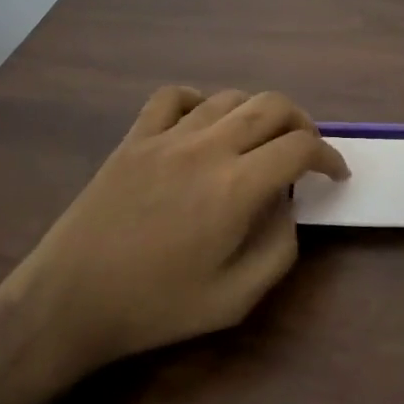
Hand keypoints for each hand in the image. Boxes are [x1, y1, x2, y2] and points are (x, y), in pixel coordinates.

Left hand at [0, 87, 347, 383]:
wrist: (68, 303)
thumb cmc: (154, 307)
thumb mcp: (234, 300)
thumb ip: (278, 250)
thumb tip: (288, 208)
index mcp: (236, 188)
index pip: (300, 148)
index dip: (329, 156)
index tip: (335, 174)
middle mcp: (207, 148)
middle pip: (273, 105)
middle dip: (302, 124)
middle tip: (305, 152)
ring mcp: (167, 137)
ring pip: (230, 96)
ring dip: (258, 112)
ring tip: (260, 140)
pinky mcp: (134, 138)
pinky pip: (174, 96)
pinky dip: (200, 101)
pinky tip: (203, 124)